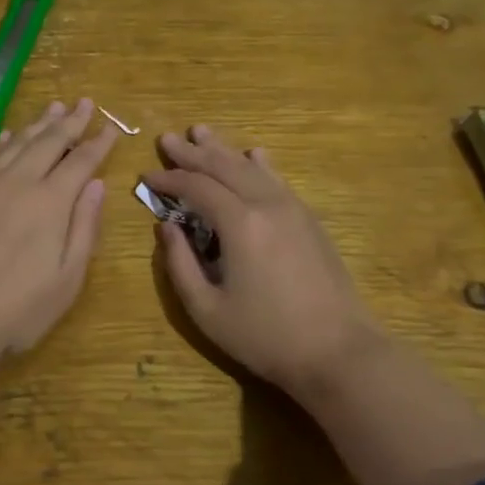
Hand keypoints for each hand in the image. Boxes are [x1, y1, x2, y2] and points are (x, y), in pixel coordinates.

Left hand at [0, 98, 115, 369]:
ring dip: (37, 124)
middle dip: (70, 121)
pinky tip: (8, 136)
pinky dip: (3, 142)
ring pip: (16, 142)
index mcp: (51, 201)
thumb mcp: (68, 279)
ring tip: (53, 107)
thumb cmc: (17, 309)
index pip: (81, 161)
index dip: (98, 143)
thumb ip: (84, 227)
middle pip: (49, 141)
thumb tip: (97, 185)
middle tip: (84, 102)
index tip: (111, 128)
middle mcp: (18, 181)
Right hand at [146, 124, 383, 398]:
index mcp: (239, 224)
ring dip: (224, 149)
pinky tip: (254, 154)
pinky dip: (259, 164)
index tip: (146, 175)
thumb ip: (180, 264)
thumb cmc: (266, 336)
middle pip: (224, 166)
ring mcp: (293, 209)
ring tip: (202, 132)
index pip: (196, 187)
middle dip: (192, 152)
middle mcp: (266, 204)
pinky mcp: (309, 220)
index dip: (168, 179)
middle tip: (168, 138)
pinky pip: (277, 180)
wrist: (339, 352)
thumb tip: (165, 227)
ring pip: (251, 167)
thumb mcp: (207, 309)